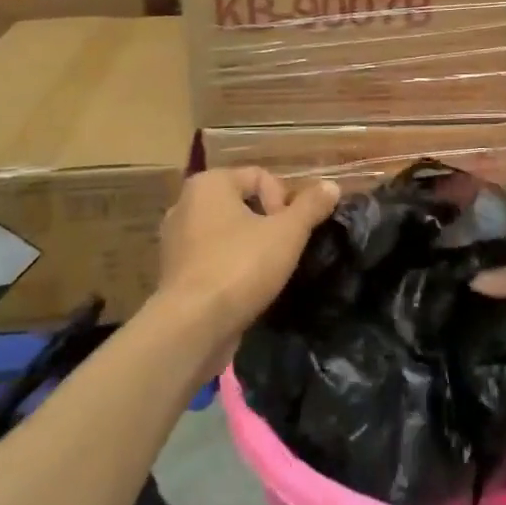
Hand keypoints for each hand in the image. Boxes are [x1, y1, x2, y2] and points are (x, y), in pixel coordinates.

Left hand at [155, 168, 340, 342]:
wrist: (191, 328)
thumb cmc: (240, 266)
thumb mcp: (287, 233)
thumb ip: (311, 206)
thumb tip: (332, 186)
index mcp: (209, 184)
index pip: (260, 176)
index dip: (284, 200)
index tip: (290, 231)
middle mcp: (185, 204)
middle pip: (243, 203)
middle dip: (268, 223)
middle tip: (284, 249)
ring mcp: (175, 241)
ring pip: (227, 233)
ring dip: (251, 246)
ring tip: (268, 270)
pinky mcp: (174, 275)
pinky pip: (212, 258)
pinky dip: (231, 266)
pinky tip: (246, 287)